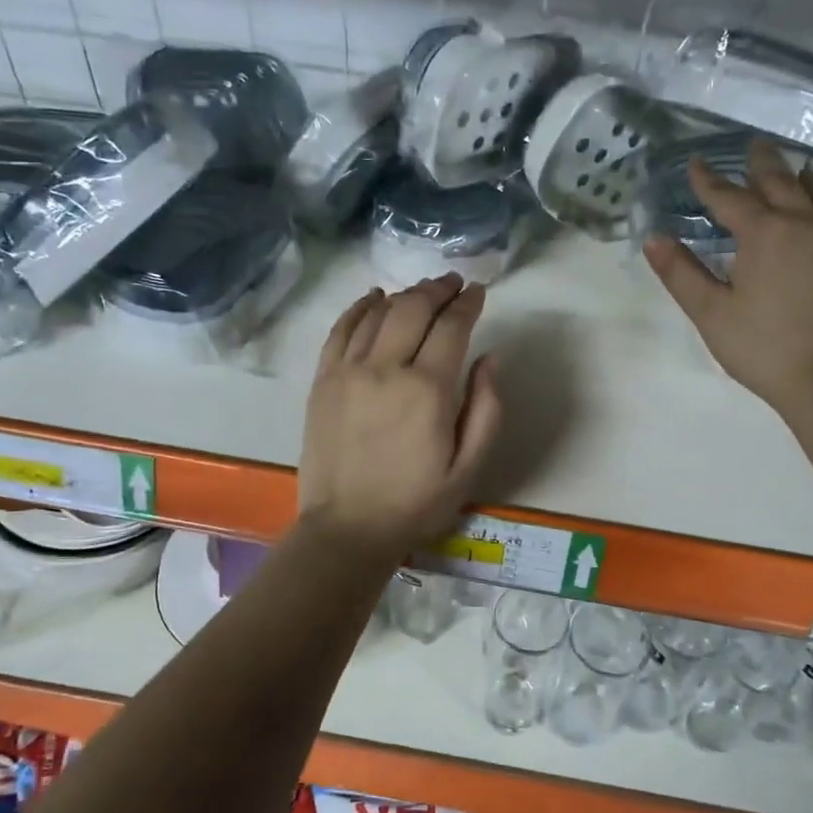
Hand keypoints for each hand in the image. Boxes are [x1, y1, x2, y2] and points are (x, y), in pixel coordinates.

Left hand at [300, 274, 503, 558]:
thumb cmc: (416, 503)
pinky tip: (374, 299)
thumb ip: (487, 409)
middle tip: (453, 283)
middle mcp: (386, 368)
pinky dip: (360, 308)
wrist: (348, 528)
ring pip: (378, 313)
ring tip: (421, 292)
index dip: (468, 303)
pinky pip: (341, 329)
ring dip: (404, 295)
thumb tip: (490, 359)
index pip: (452, 326)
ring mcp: (348, 371)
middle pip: (413, 308)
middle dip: (437, 289)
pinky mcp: (322, 381)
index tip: (478, 292)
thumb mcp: (469, 468)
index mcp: (428, 390)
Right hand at [643, 140, 812, 418]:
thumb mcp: (711, 313)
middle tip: (753, 146)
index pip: (729, 198)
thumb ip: (681, 273)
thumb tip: (653, 238)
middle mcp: (803, 224)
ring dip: (802, 176)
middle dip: (762, 164)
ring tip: (796, 167)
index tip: (696, 163)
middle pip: (780, 183)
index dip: (709, 181)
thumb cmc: (763, 346)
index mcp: (763, 234)